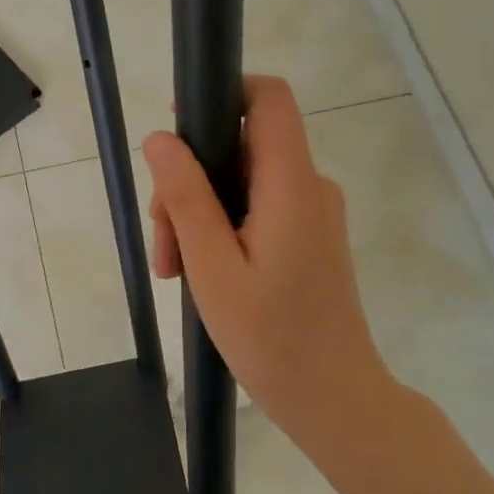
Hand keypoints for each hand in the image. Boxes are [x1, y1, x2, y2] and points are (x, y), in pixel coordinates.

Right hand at [142, 75, 386, 430]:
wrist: (334, 400)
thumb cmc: (272, 338)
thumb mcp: (212, 268)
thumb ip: (186, 198)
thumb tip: (159, 139)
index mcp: (291, 184)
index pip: (269, 97)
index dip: (224, 93)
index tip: (181, 132)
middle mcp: (309, 186)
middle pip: (241, 145)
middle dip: (191, 181)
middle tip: (164, 241)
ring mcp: (312, 212)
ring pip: (242, 181)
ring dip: (200, 213)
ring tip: (176, 268)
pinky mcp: (308, 235)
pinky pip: (257, 207)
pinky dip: (222, 229)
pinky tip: (199, 272)